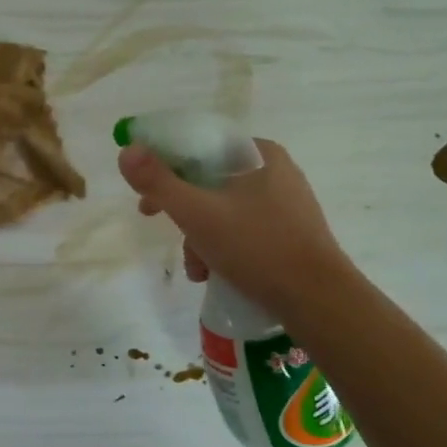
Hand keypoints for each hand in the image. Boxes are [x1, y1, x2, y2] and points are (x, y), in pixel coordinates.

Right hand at [116, 138, 350, 314]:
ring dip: (198, 234)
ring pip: (222, 206)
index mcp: (257, 154)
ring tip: (196, 267)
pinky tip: (214, 272)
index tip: (145, 189)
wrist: (320, 301)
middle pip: (207, 178)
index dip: (163, 163)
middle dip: (180, 208)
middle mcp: (274, 170)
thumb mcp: (196, 213)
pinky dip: (221, 245)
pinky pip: (242, 227)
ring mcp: (285, 202)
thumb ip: (157, 181)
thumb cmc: (256, 248)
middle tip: (155, 221)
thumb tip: (127, 149)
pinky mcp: (290, 231)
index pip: (198, 145)